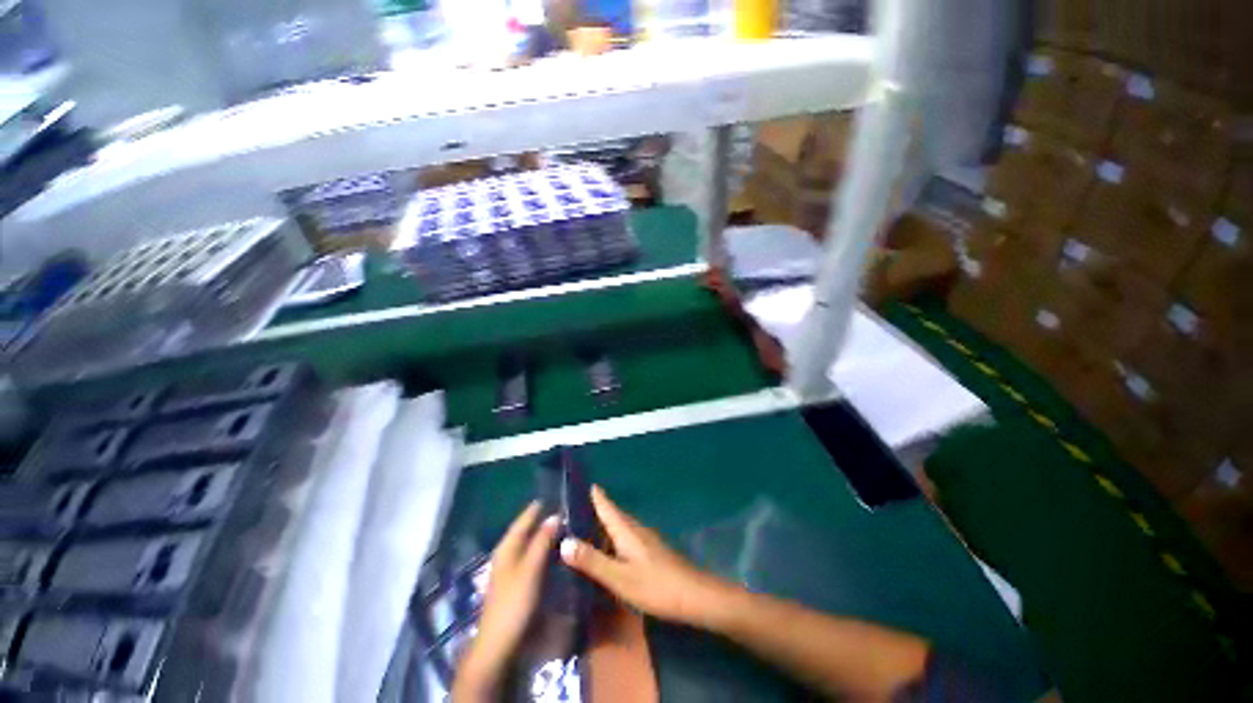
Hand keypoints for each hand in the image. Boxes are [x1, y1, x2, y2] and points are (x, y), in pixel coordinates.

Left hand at [454, 502, 557, 701]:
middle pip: (526, 530)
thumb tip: (554, 515)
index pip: (524, 519)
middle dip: (544, 519)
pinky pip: (531, 557)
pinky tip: (555, 551)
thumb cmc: (514, 603)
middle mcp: (506, 553)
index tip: (556, 494)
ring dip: (544, 535)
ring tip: (564, 526)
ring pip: (529, 544)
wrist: (499, 644)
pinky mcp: (516, 581)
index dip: (539, 507)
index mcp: (507, 547)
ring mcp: (510, 568)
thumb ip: (542, 541)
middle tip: (566, 510)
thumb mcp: (530, 569)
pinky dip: (543, 550)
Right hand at [560, 486, 729, 627]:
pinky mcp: (652, 552)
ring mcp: (646, 540)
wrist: (694, 596)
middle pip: (614, 515)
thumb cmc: (655, 585)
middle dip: (598, 510)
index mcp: (626, 530)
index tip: (584, 483)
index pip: (607, 507)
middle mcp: (636, 530)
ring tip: (587, 531)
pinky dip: (614, 539)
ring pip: (621, 528)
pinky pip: (627, 538)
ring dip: (605, 526)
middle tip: (576, 511)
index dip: (596, 495)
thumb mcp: (619, 577)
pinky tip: (610, 553)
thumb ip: (592, 561)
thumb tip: (564, 542)